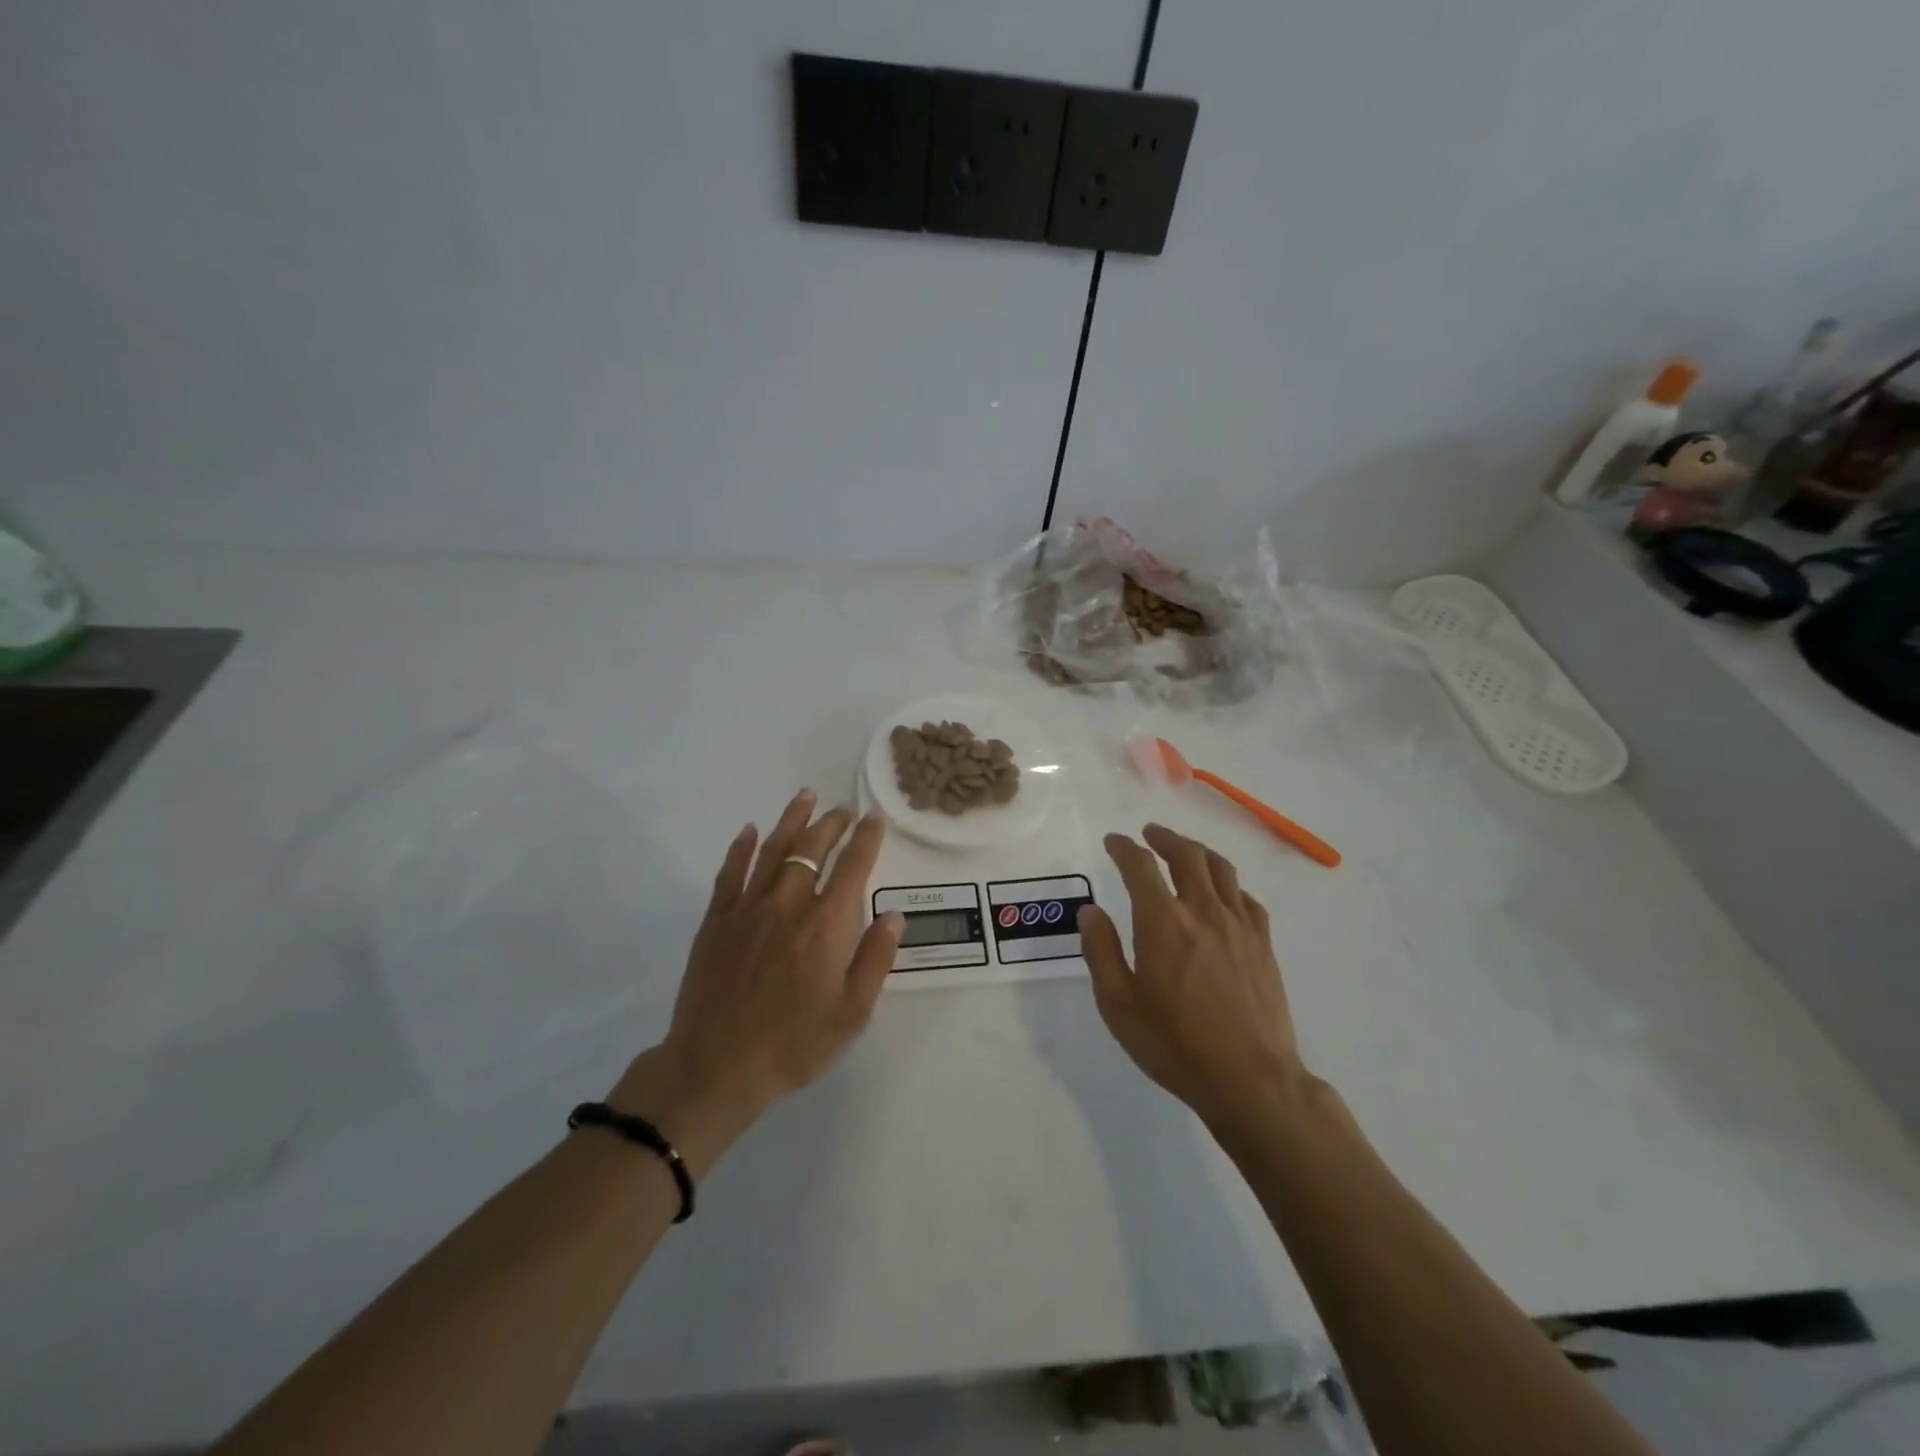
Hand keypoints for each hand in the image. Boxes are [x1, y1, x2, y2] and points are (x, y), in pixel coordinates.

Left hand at [611, 791, 901, 1160]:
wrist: (716, 1066)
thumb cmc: (793, 1044)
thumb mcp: (852, 1013)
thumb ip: (875, 959)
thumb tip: (893, 915)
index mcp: (827, 925)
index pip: (853, 867)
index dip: (866, 839)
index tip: (874, 819)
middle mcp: (789, 904)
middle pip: (813, 848)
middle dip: (833, 823)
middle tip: (845, 809)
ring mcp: (748, 908)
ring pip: (772, 849)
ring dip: (792, 820)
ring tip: (806, 796)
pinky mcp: (716, 920)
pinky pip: (730, 873)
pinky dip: (741, 848)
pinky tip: (749, 830)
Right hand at [1078, 823, 1309, 1127]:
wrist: (1251, 1080)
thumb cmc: (1175, 1045)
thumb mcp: (1119, 1005)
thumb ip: (1101, 952)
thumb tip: (1090, 911)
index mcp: (1162, 922)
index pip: (1140, 866)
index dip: (1124, 847)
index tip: (1113, 841)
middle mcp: (1202, 911)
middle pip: (1186, 855)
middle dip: (1164, 838)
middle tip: (1149, 834)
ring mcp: (1239, 925)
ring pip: (1221, 869)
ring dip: (1198, 851)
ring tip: (1185, 851)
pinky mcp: (1263, 944)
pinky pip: (1246, 898)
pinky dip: (1229, 885)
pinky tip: (1223, 894)